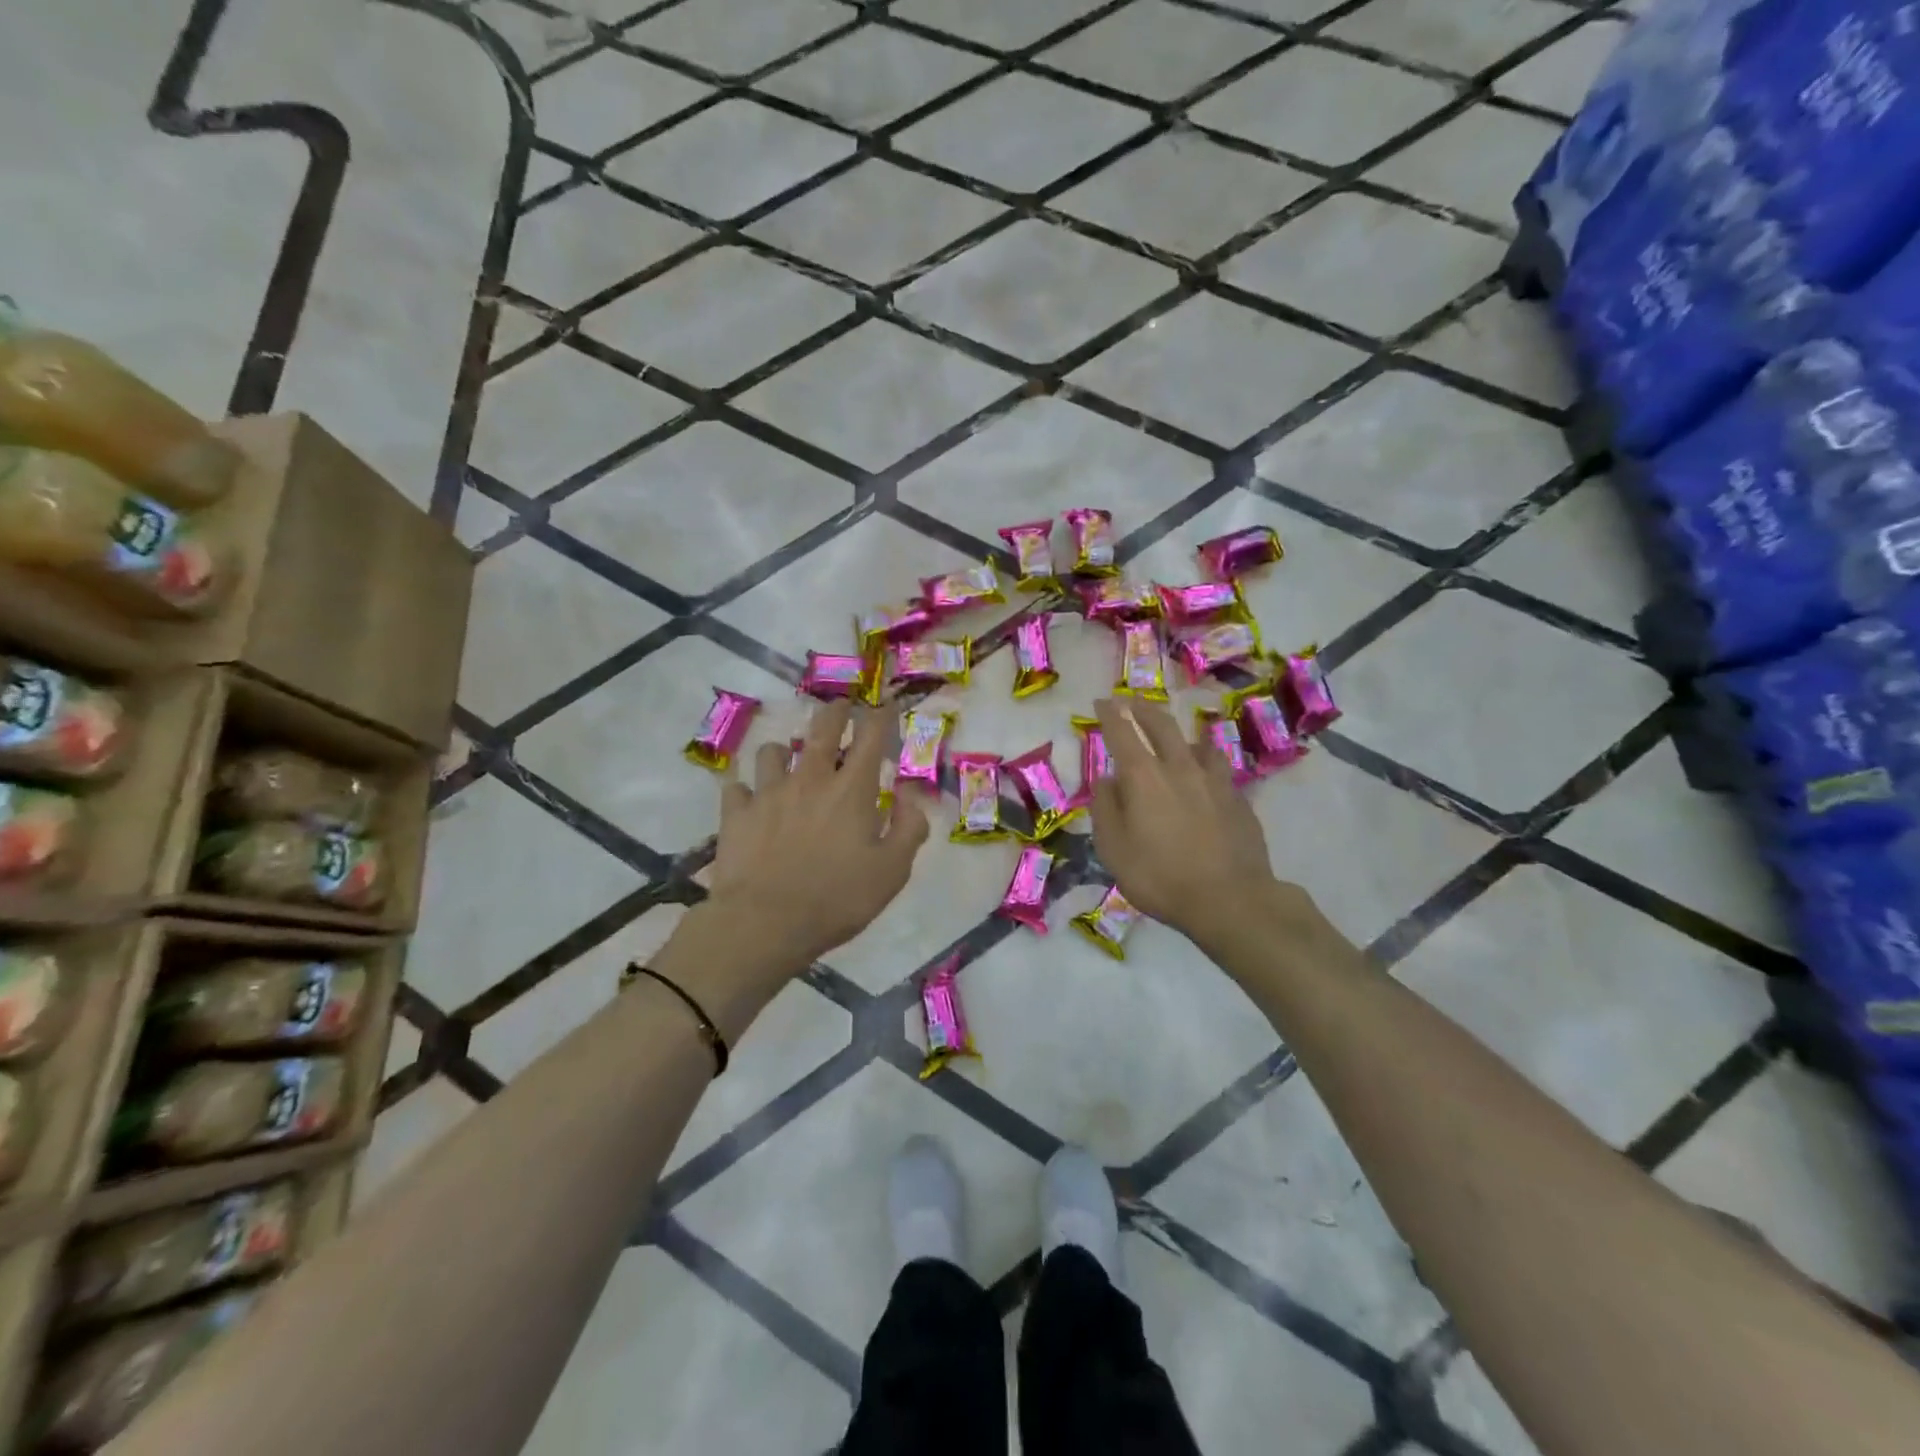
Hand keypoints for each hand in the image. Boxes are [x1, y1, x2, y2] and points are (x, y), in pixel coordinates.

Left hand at [706, 700, 930, 968]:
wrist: (765, 924)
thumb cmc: (837, 899)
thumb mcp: (892, 872)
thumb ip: (908, 828)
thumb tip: (910, 796)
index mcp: (851, 790)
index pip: (871, 736)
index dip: (881, 716)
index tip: (886, 706)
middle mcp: (810, 779)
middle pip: (821, 728)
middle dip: (835, 711)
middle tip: (840, 707)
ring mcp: (768, 792)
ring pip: (773, 750)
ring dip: (785, 751)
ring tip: (787, 760)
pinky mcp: (736, 813)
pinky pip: (736, 787)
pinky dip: (745, 789)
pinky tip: (748, 799)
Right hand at [1088, 698, 1291, 944]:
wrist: (1231, 899)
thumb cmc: (1160, 877)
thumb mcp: (1114, 850)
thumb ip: (1105, 809)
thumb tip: (1106, 780)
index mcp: (1143, 777)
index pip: (1122, 732)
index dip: (1110, 713)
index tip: (1102, 702)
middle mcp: (1179, 768)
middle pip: (1161, 725)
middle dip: (1143, 709)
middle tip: (1132, 702)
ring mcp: (1214, 781)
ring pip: (1197, 743)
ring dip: (1180, 734)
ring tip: (1176, 737)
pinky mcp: (1238, 799)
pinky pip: (1219, 768)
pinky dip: (1206, 762)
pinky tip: (1206, 774)